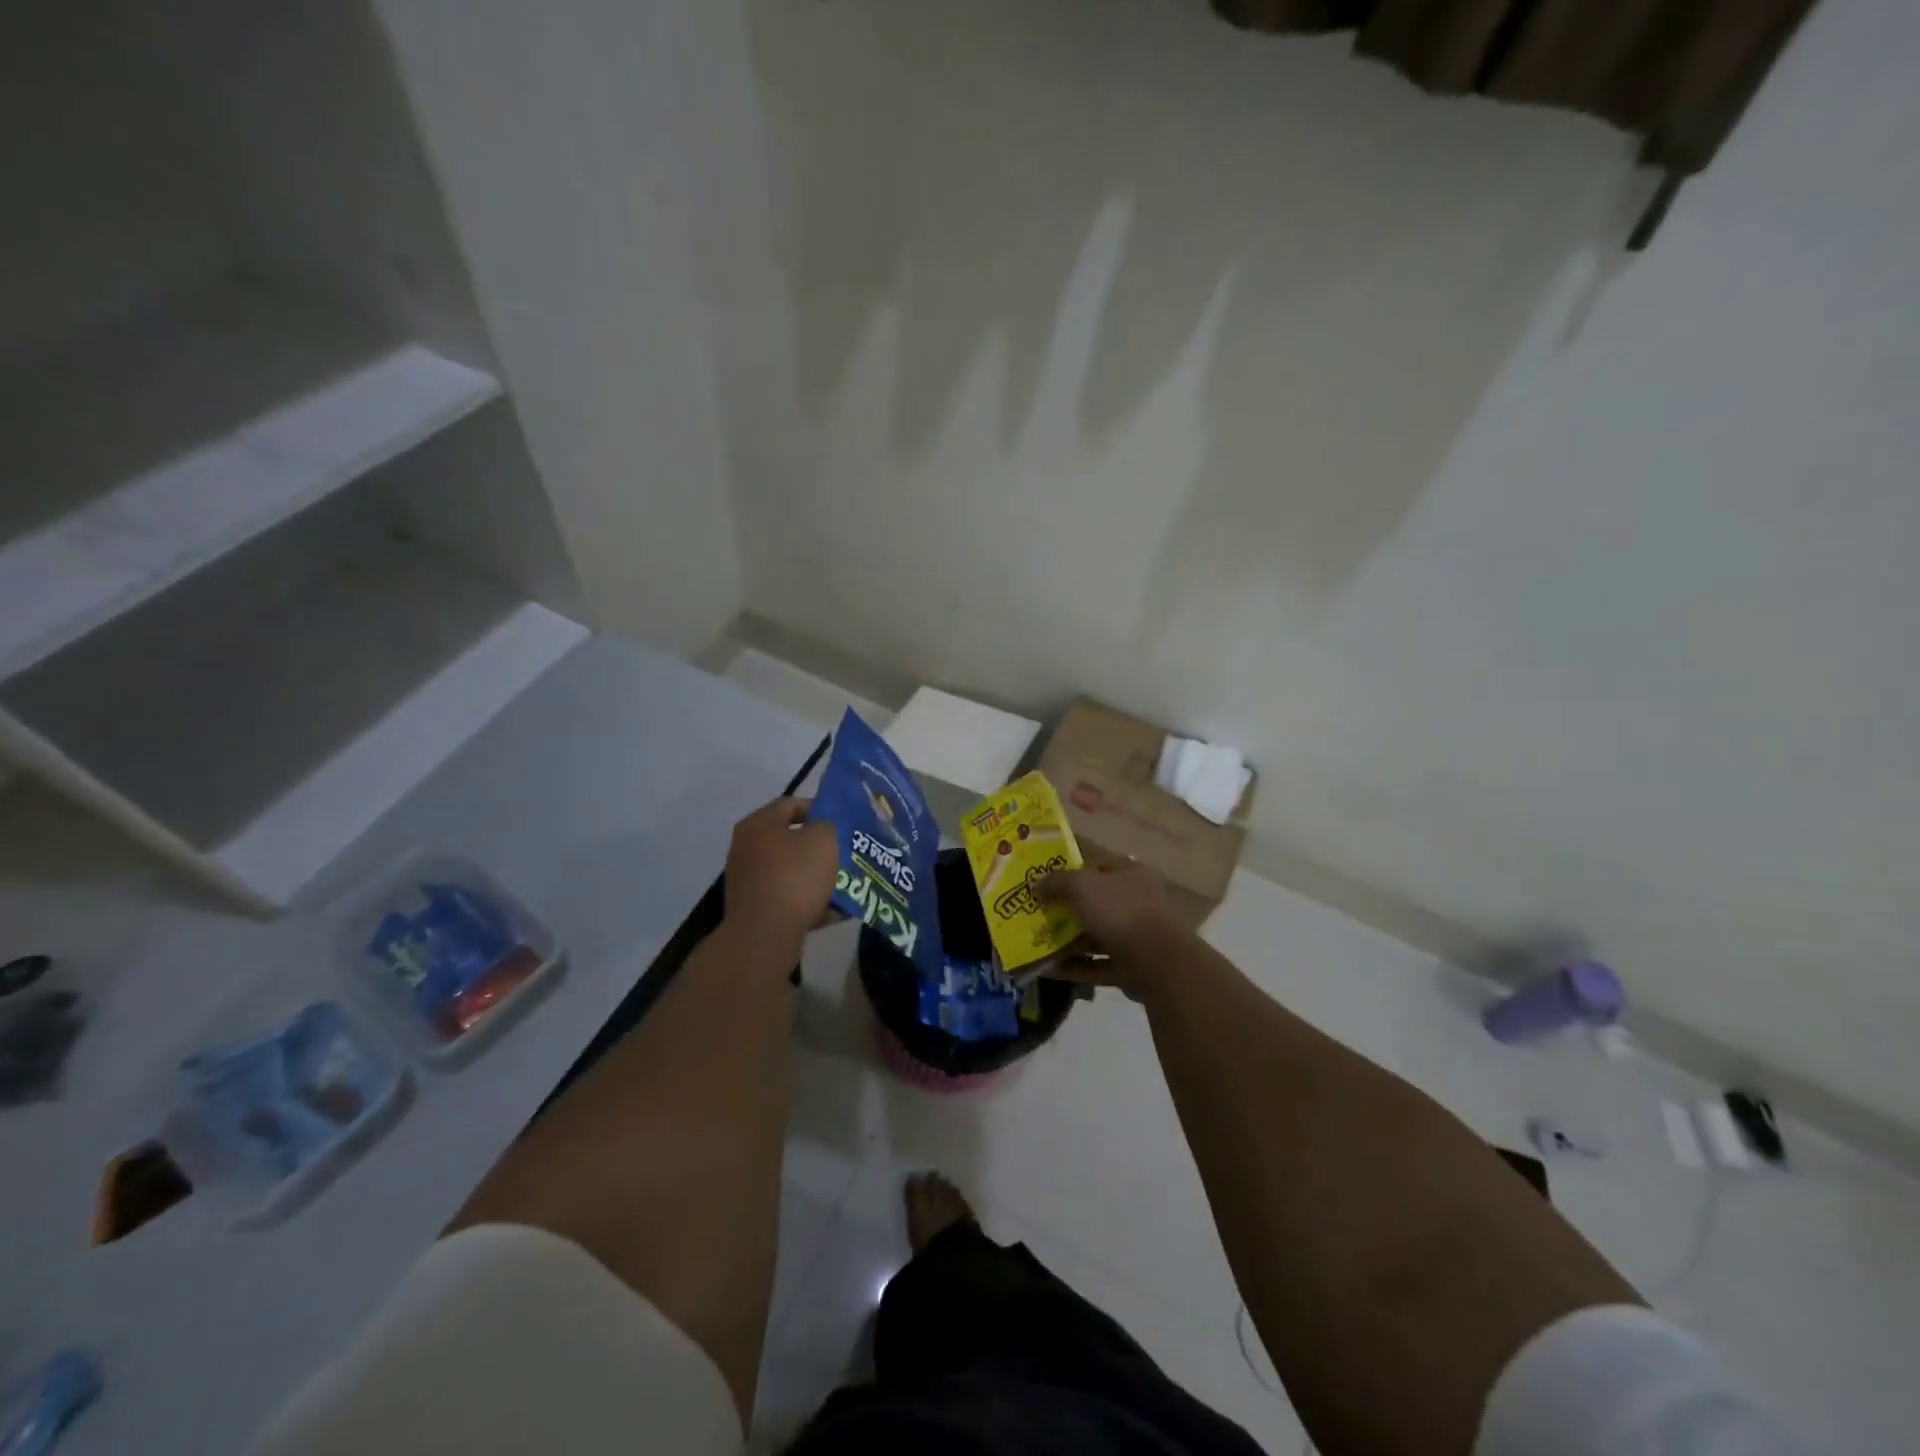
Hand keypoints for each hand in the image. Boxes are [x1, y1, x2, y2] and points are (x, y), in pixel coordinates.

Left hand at [722, 797, 838, 953]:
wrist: (765, 934)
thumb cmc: (795, 876)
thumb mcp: (824, 839)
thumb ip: (827, 824)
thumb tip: (822, 828)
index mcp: (759, 823)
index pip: (791, 804)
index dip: (820, 808)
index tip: (843, 822)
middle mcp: (746, 846)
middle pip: (790, 838)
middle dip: (819, 846)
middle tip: (846, 852)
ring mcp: (747, 879)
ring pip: (790, 870)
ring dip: (815, 875)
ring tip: (844, 884)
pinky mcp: (753, 907)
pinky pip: (786, 896)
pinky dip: (806, 900)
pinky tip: (832, 911)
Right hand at [1035, 861, 1186, 997]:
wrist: (1157, 963)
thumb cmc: (1120, 911)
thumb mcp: (1082, 885)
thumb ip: (1057, 882)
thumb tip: (1036, 882)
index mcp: (1129, 874)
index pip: (1097, 864)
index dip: (1069, 869)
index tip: (1041, 878)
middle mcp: (1135, 902)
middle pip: (1094, 901)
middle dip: (1064, 908)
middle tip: (1034, 912)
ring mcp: (1135, 936)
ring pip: (1094, 935)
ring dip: (1066, 940)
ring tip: (1034, 942)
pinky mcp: (1130, 968)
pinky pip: (1095, 965)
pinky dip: (1073, 967)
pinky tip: (1046, 969)